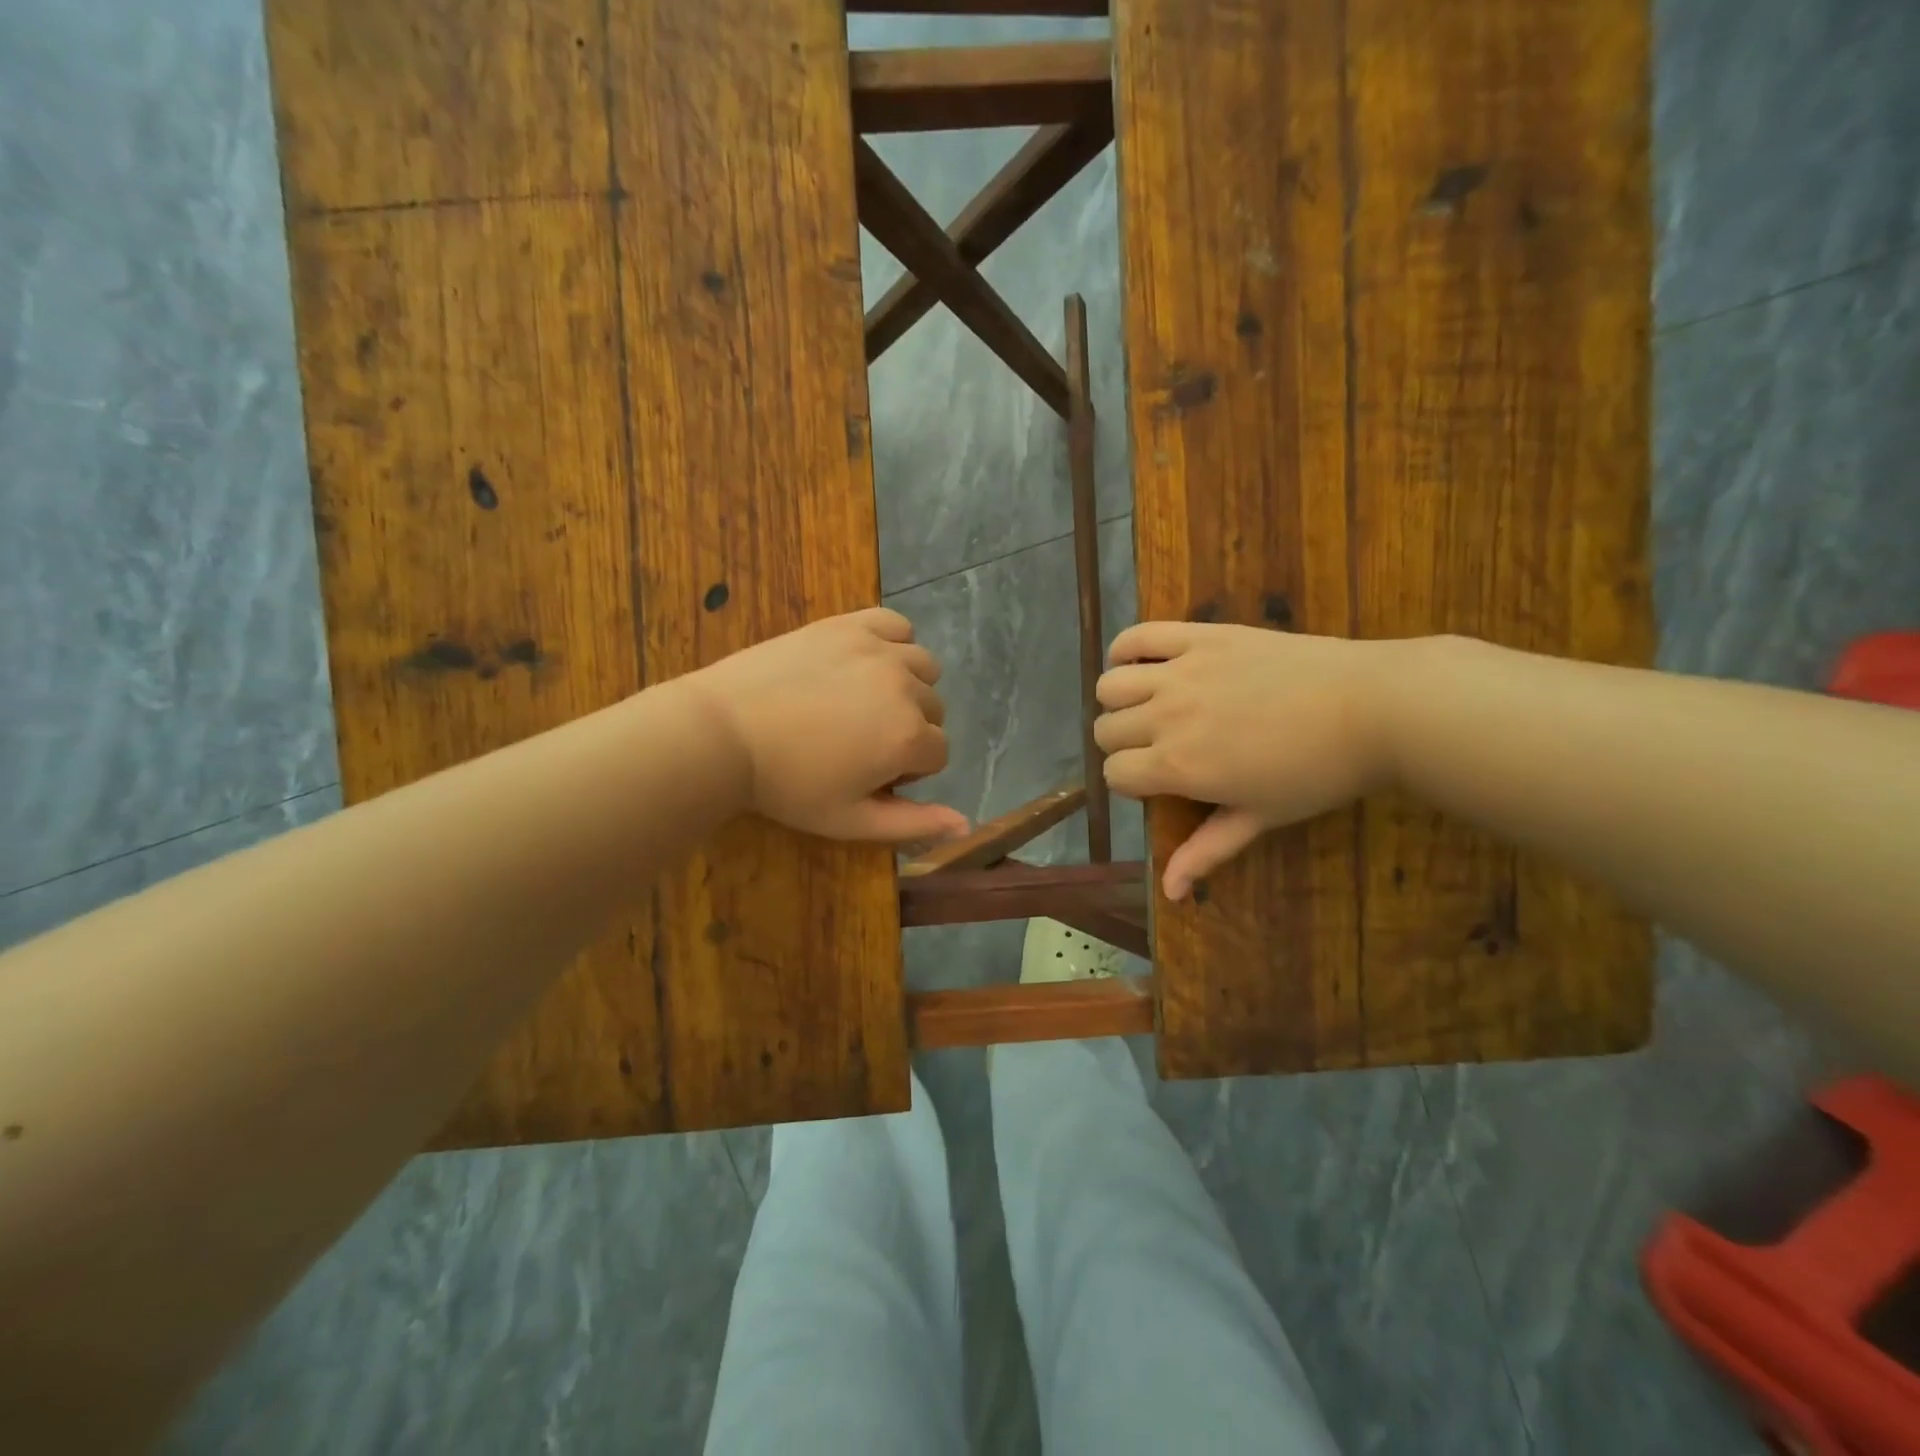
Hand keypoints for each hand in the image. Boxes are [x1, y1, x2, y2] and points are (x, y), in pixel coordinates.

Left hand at [680, 607, 969, 843]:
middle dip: (908, 729)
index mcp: (908, 737)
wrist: (723, 733)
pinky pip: (896, 625)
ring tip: (864, 702)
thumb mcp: (850, 819)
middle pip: (934, 710)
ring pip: (923, 667)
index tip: (868, 774)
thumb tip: (966, 824)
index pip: (938, 753)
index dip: (907, 770)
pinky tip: (867, 661)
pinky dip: (893, 642)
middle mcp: (905, 687)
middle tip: (859, 743)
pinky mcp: (849, 625)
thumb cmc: (787, 785)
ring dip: (907, 686)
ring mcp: (878, 650)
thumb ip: (914, 824)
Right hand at [1095, 622, 1400, 898]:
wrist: (1374, 707)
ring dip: (1118, 701)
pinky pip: (1139, 635)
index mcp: (1178, 765)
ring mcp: (1181, 671)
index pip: (1114, 774)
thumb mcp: (1261, 816)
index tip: (1157, 784)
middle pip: (1106, 730)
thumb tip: (1169, 893)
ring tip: (1146, 707)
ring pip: (1110, 685)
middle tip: (1158, 748)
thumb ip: (1207, 850)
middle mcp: (1166, 716)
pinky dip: (1125, 648)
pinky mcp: (1200, 636)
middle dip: (1123, 745)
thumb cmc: (1319, 772)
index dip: (1130, 783)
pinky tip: (1140, 664)